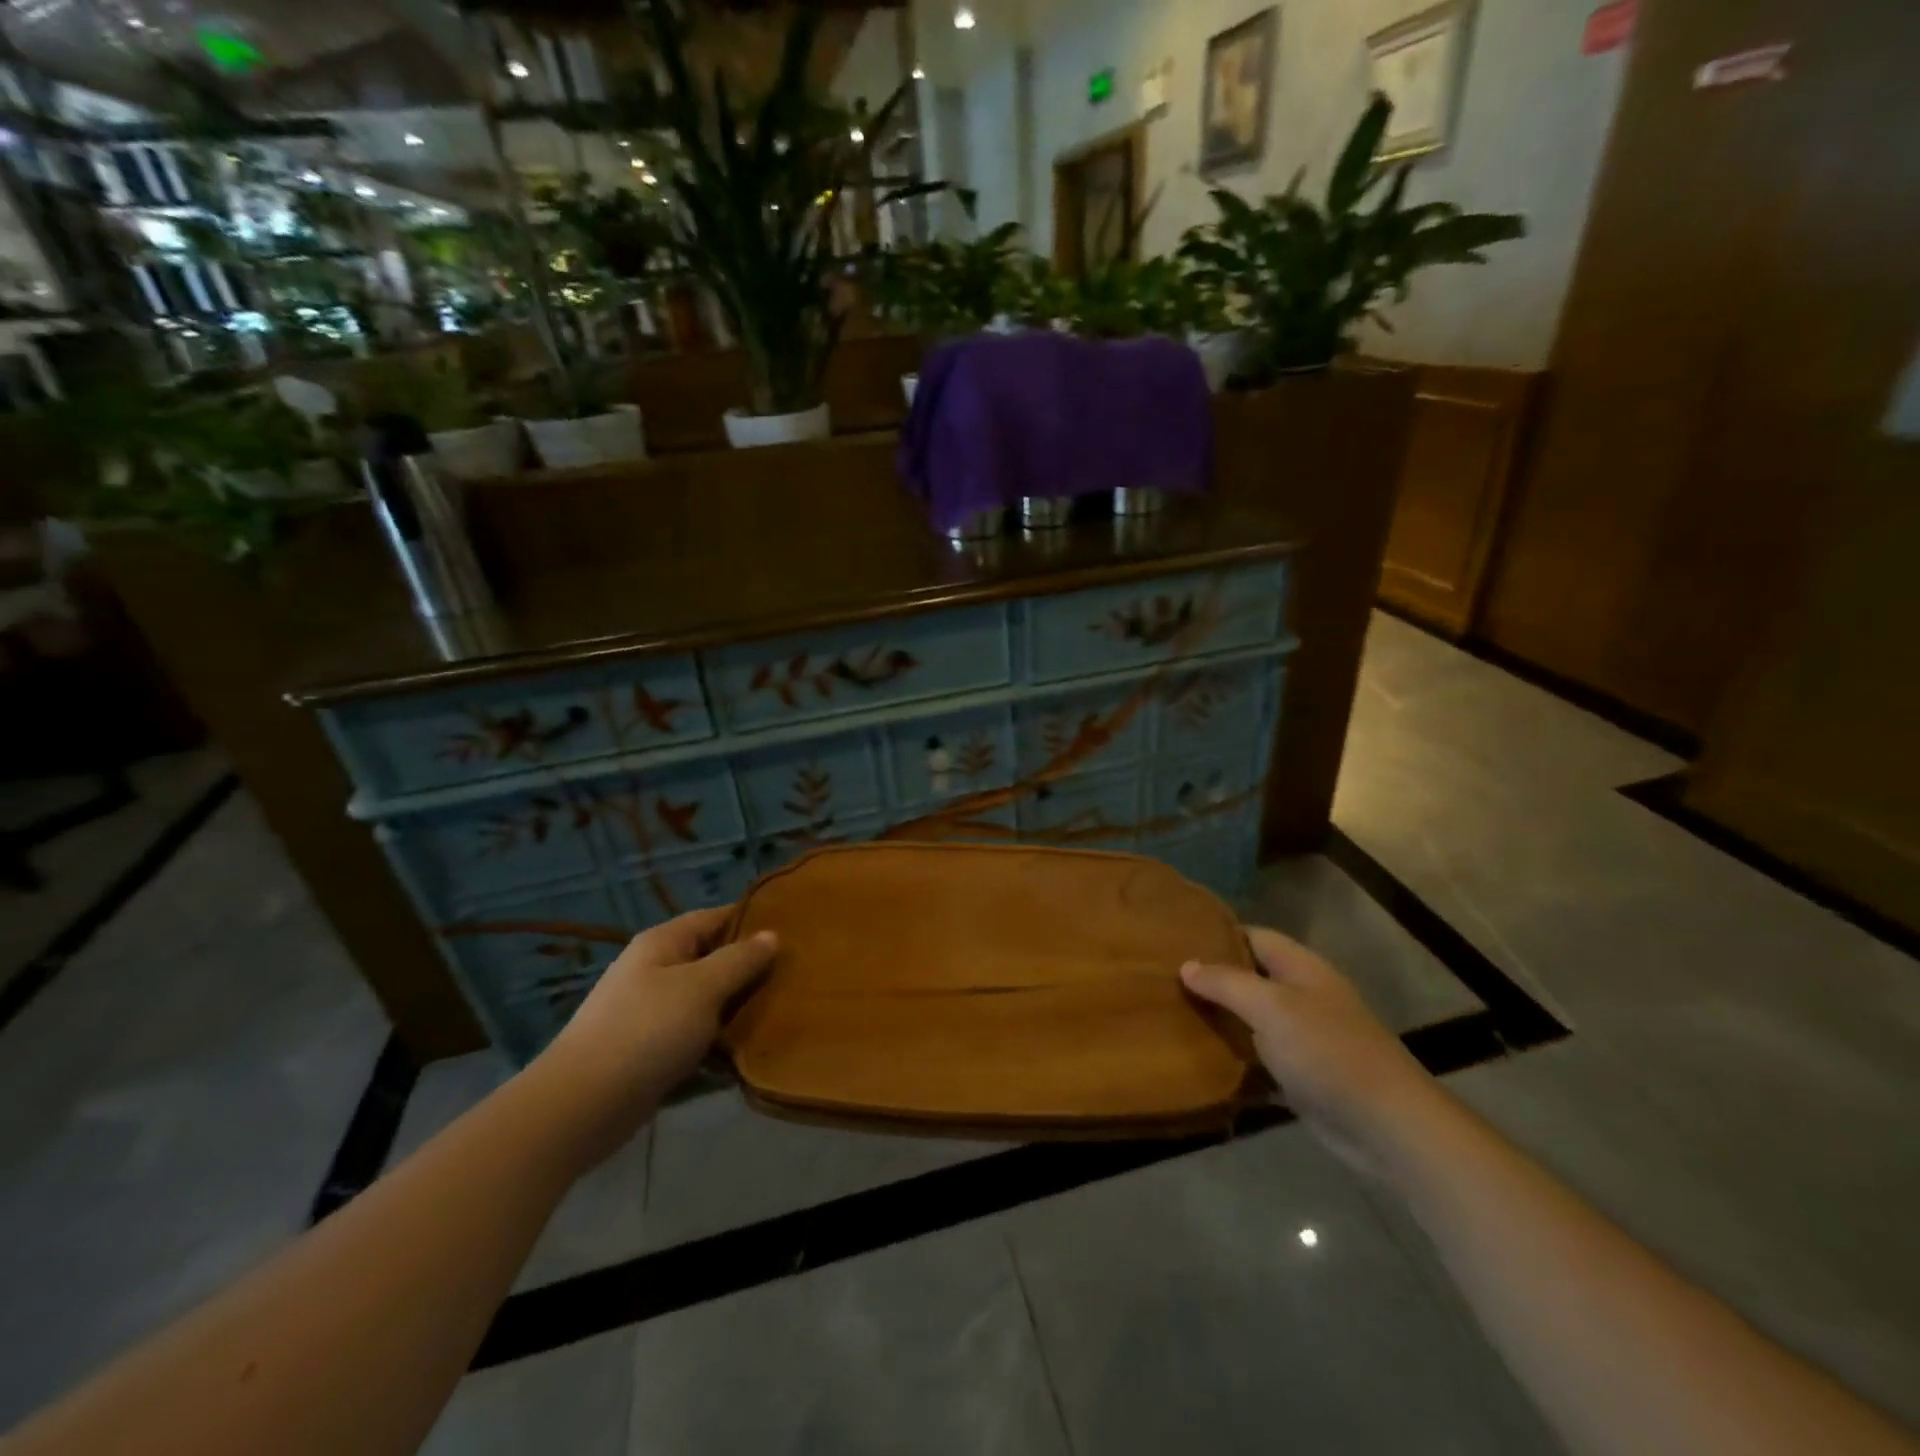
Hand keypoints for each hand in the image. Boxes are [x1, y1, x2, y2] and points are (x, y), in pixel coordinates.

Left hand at [536, 907, 776, 1160]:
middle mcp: (656, 971)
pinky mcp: (652, 1052)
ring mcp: (652, 1014)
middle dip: (751, 969)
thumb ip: (740, 960)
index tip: (794, 929)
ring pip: (708, 1003)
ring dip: (739, 1010)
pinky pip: (696, 1039)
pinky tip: (750, 1055)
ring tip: (784, 1014)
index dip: (752, 919)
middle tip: (796, 976)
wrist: (581, 1107)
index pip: (715, 917)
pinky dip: (720, 1046)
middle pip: (713, 960)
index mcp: (663, 944)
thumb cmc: (646, 1032)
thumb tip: (771, 934)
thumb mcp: (702, 988)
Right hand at [1182, 927, 1441, 1178]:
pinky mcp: (1302, 1076)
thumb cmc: (1328, 1051)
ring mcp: (1304, 1038)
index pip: (1253, 936)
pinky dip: (1233, 1058)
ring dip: (1219, 1019)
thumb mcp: (1271, 1008)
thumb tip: (1186, 965)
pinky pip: (1259, 1059)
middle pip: (1250, 977)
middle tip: (1162, 979)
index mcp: (1300, 968)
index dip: (1217, 934)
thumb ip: (1227, 983)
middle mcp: (1302, 996)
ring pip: (1252, 1019)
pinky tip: (1198, 1059)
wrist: (1386, 1125)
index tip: (1174, 939)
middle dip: (1212, 978)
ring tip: (1170, 1013)